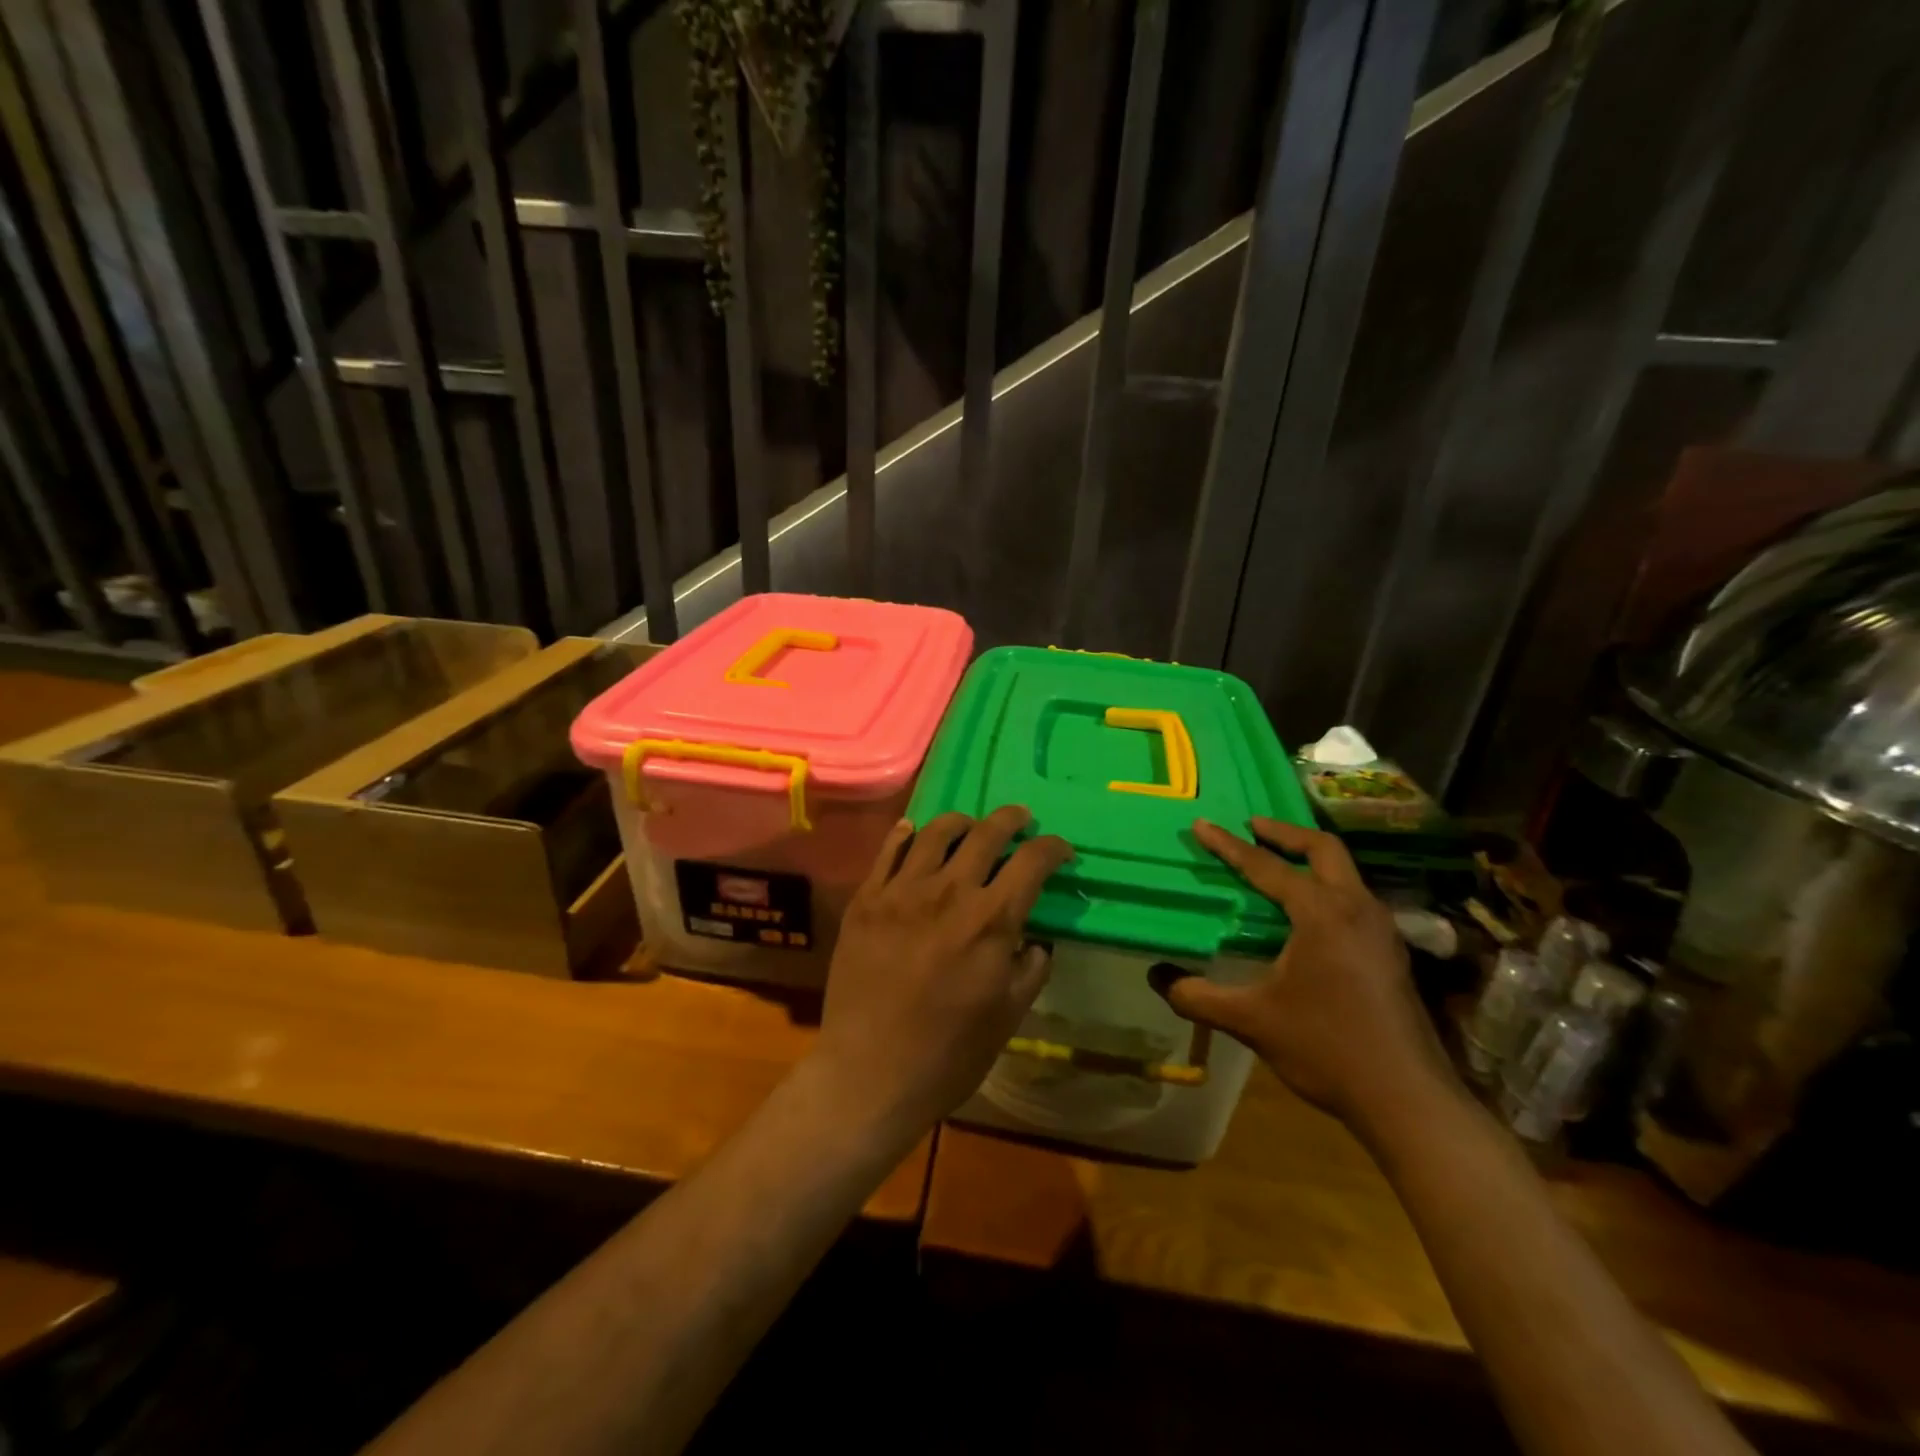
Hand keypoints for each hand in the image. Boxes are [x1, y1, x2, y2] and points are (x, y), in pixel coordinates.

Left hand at [811, 807, 1073, 1140]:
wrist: (868, 1074)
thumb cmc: (947, 1055)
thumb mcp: (1008, 1017)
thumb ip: (1030, 969)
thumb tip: (1035, 941)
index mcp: (990, 921)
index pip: (1032, 862)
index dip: (1053, 849)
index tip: (1061, 851)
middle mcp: (949, 892)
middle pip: (986, 833)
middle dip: (1011, 819)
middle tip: (1020, 819)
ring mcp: (901, 891)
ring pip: (936, 832)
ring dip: (961, 822)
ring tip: (969, 826)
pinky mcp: (866, 900)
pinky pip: (888, 851)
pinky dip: (906, 834)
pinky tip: (914, 831)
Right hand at [1152, 817, 1451, 1129]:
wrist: (1408, 1099)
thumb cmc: (1327, 1048)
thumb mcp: (1251, 1021)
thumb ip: (1198, 996)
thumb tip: (1157, 977)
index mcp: (1321, 914)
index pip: (1266, 867)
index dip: (1229, 845)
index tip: (1202, 824)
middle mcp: (1356, 909)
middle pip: (1323, 849)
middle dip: (1284, 832)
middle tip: (1252, 826)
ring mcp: (1381, 930)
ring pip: (1345, 872)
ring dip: (1309, 858)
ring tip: (1278, 862)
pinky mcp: (1391, 953)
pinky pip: (1354, 897)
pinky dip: (1326, 885)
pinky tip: (1308, 913)